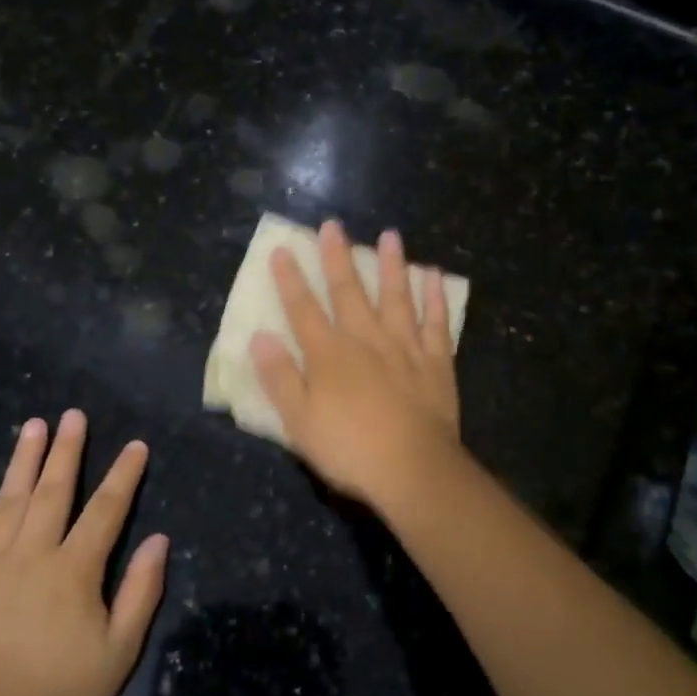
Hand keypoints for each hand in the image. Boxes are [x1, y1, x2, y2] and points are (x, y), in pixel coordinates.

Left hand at [0, 409, 167, 695]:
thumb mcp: (120, 648)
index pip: (106, 509)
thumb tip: (160, 540)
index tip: (135, 445)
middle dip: (66, 450)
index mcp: (74, 569)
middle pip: (53, 491)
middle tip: (72, 415)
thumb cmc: (65, 691)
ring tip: (31, 426)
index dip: (124, 474)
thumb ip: (141, 590)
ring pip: (8, 501)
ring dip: (21, 461)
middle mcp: (32, 554)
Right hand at [249, 220, 461, 506]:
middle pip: (349, 292)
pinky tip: (435, 276)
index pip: (303, 309)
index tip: (282, 250)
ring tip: (391, 235)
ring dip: (392, 265)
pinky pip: (437, 323)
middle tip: (333, 225)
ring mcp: (404, 348)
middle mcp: (366, 340)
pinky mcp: (436, 362)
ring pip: (397, 297)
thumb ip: (280, 377)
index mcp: (329, 355)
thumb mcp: (299, 421)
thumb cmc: (349, 450)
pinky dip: (436, 298)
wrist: (413, 470)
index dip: (290, 280)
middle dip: (338, 257)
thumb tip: (259, 338)